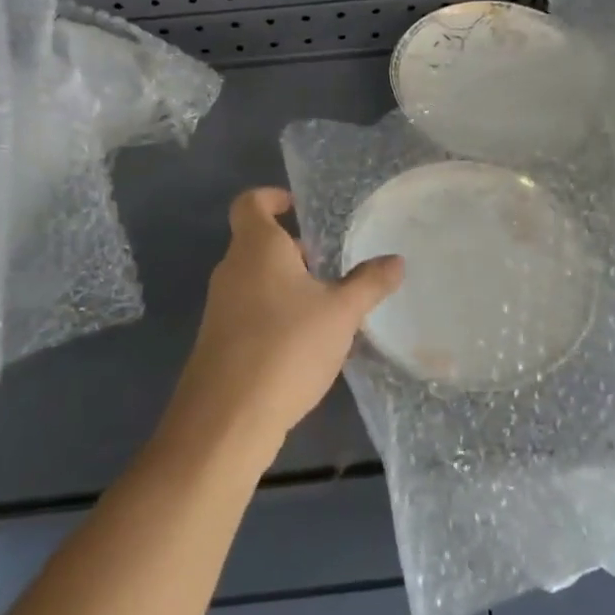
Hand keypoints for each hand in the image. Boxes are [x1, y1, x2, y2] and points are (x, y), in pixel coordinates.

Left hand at [162, 188, 403, 467]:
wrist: (227, 417)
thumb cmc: (287, 345)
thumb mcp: (340, 313)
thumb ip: (368, 284)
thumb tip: (396, 261)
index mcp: (256, 247)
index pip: (250, 203)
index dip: (272, 198)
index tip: (298, 207)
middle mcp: (232, 269)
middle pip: (258, 243)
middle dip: (293, 251)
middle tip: (328, 266)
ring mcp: (220, 307)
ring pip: (256, 280)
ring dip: (287, 286)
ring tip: (325, 308)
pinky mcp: (219, 341)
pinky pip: (250, 312)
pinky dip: (275, 315)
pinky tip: (305, 345)